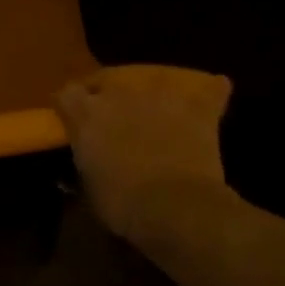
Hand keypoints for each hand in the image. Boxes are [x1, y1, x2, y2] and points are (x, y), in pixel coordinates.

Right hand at [55, 66, 233, 249]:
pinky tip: (215, 91)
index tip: (75, 119)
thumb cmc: (121, 203)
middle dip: (110, 96)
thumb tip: (91, 159)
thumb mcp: (89, 185)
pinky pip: (209, 89)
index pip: (68, 94)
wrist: (174, 206)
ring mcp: (159, 95)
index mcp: (86, 113)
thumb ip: (88, 160)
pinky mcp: (196, 106)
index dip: (72, 106)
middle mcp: (119, 93)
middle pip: (109, 80)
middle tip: (116, 119)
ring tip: (158, 110)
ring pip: (155, 79)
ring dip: (153, 94)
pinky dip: (210, 92)